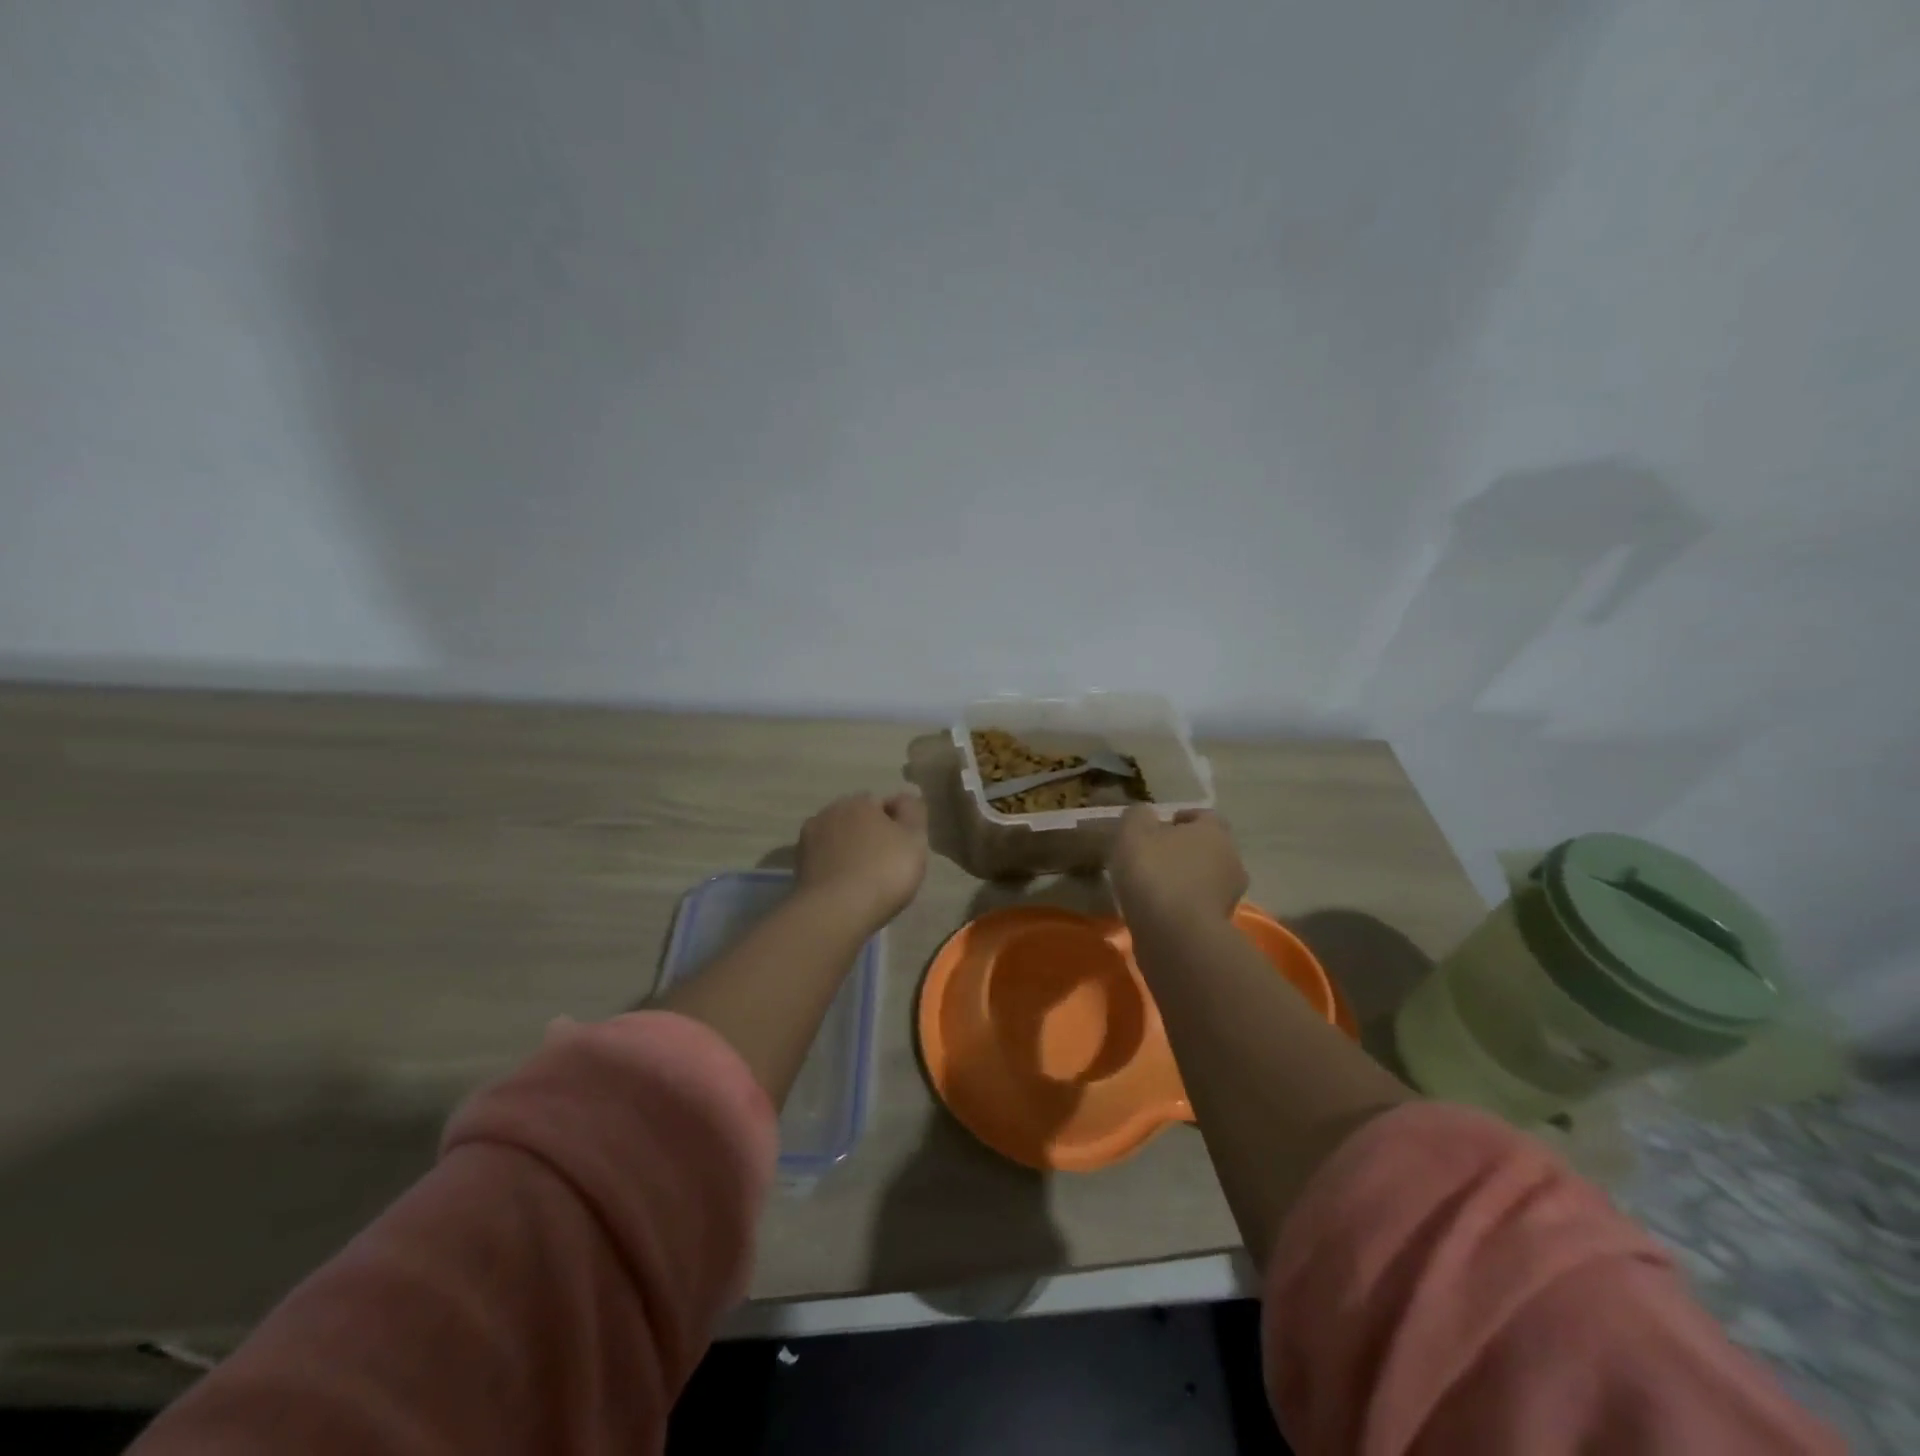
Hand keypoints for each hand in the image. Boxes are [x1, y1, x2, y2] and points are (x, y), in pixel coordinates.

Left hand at [795, 791, 929, 929]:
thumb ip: (913, 812)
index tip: (904, 849)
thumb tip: (902, 798)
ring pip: (837, 839)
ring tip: (863, 879)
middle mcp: (830, 812)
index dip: (896, 825)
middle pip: (857, 820)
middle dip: (869, 834)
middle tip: (885, 864)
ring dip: (848, 850)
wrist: (835, 912)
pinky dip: (834, 868)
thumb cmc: (884, 871)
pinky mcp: (798, 866)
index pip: (883, 804)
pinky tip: (844, 887)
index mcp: (860, 802)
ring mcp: (808, 839)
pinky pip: (824, 861)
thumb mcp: (914, 839)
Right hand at [1108, 806, 1248, 926]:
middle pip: (1207, 848)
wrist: (1175, 935)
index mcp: (1214, 831)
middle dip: (1184, 851)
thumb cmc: (1155, 872)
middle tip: (1154, 857)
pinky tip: (1160, 911)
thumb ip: (1139, 816)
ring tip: (1153, 887)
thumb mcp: (1133, 832)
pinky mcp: (1222, 926)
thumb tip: (1145, 815)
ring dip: (1185, 880)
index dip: (1182, 819)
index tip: (1158, 828)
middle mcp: (1231, 859)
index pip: (1204, 816)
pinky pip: (1200, 906)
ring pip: (1206, 879)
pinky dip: (1184, 906)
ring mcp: (1230, 896)